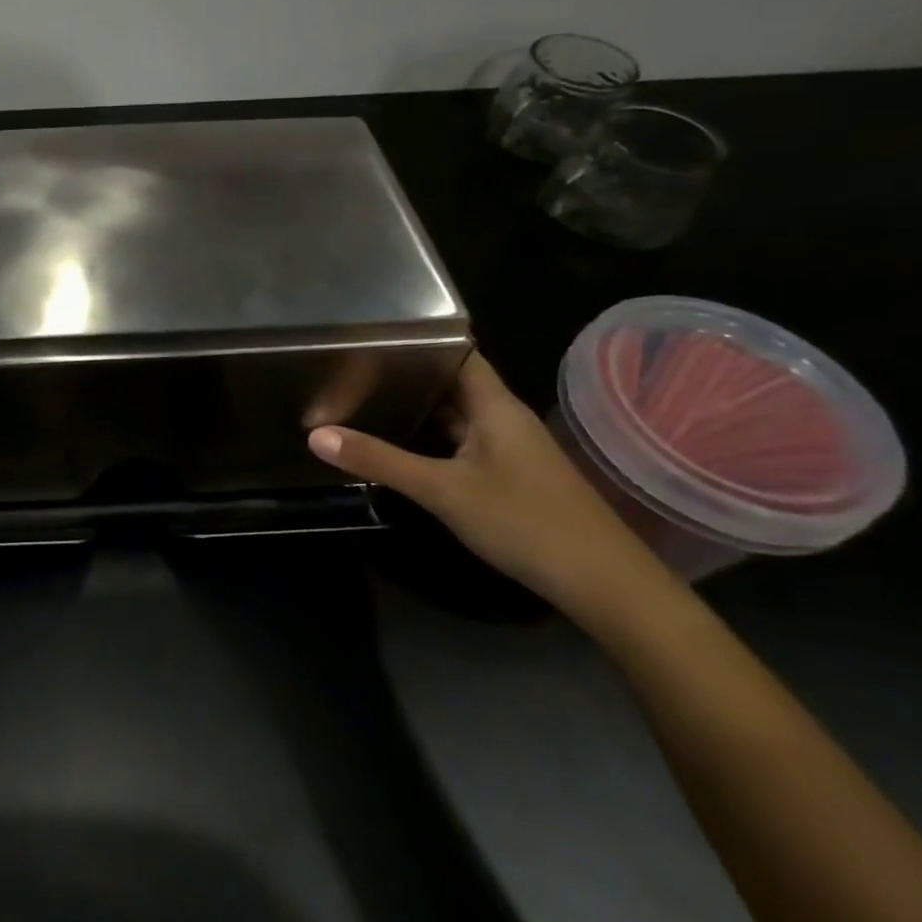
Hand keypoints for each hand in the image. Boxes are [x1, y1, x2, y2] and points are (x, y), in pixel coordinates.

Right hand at [307, 352, 670, 619]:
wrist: (607, 586)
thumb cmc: (526, 522)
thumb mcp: (443, 491)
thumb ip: (380, 460)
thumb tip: (314, 434)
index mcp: (494, 405)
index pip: (455, 351)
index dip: (418, 338)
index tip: (369, 334)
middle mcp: (503, 418)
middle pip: (450, 382)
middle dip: (405, 374)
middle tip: (349, 367)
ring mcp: (509, 448)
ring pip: (456, 415)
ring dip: (416, 407)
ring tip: (361, 398)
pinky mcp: (510, 475)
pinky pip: (462, 442)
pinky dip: (430, 437)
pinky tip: (399, 444)